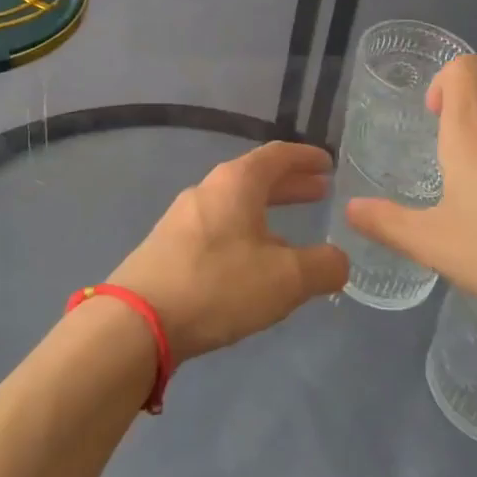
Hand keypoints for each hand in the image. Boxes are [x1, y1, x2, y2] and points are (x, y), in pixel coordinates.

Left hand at [109, 141, 348, 362]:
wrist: (138, 320)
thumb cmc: (218, 285)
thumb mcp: (286, 279)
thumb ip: (322, 266)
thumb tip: (339, 260)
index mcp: (236, 182)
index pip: (278, 155)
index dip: (306, 158)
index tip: (328, 164)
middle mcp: (208, 189)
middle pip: (256, 178)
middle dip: (290, 185)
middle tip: (319, 193)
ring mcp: (183, 217)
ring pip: (236, 205)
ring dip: (267, 212)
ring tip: (292, 234)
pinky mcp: (168, 245)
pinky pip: (218, 227)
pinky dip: (245, 232)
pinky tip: (252, 263)